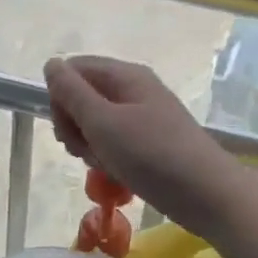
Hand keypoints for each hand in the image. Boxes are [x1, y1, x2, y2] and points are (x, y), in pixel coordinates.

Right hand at [44, 55, 254, 240]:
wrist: (205, 193)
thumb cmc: (151, 154)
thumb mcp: (103, 122)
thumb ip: (72, 93)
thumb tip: (51, 64)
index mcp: (125, 75)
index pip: (74, 70)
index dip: (60, 97)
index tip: (65, 128)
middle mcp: (134, 90)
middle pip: (83, 97)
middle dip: (73, 125)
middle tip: (83, 150)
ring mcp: (142, 118)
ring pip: (96, 124)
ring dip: (89, 145)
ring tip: (104, 164)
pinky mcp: (148, 143)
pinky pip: (115, 143)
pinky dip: (108, 157)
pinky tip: (116, 173)